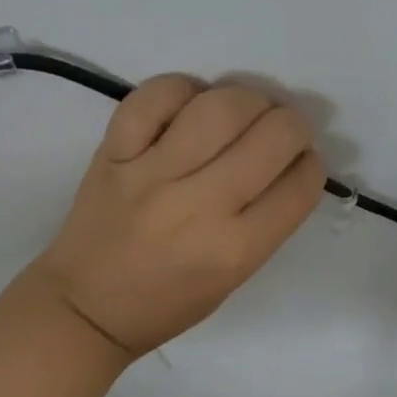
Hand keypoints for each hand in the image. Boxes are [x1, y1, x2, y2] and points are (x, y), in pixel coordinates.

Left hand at [29, 75, 326, 357]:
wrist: (86, 307)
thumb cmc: (167, 302)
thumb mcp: (233, 278)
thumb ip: (265, 222)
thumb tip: (287, 161)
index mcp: (234, 250)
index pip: (299, 185)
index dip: (310, 164)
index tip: (301, 161)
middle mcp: (198, 206)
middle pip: (271, 136)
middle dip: (292, 124)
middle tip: (281, 129)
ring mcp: (152, 174)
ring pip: (219, 107)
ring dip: (247, 98)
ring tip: (243, 110)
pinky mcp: (114, 152)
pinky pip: (154, 97)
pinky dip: (181, 89)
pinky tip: (190, 103)